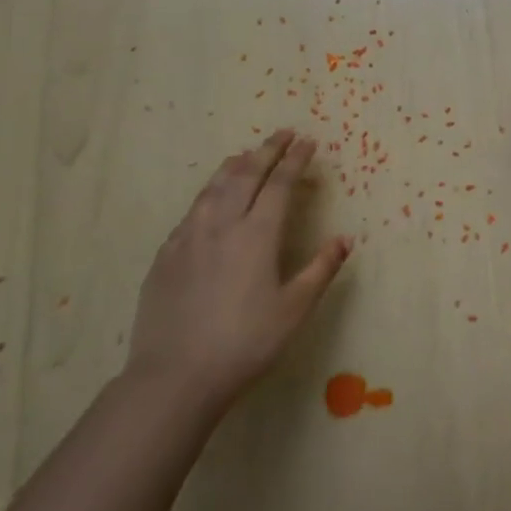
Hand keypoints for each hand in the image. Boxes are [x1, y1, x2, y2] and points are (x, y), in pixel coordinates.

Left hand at [128, 129, 351, 411]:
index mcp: (257, 234)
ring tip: (246, 154)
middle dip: (267, 150)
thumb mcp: (295, 309)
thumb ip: (321, 269)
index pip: (279, 184)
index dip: (295, 160)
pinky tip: (210, 201)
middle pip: (245, 175)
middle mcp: (221, 225)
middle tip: (283, 134)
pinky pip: (191, 211)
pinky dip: (208, 194)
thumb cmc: (246, 342)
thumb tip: (345, 239)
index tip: (308, 141)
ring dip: (234, 166)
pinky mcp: (165, 257)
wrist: (175, 376)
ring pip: (213, 188)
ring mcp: (188, 239)